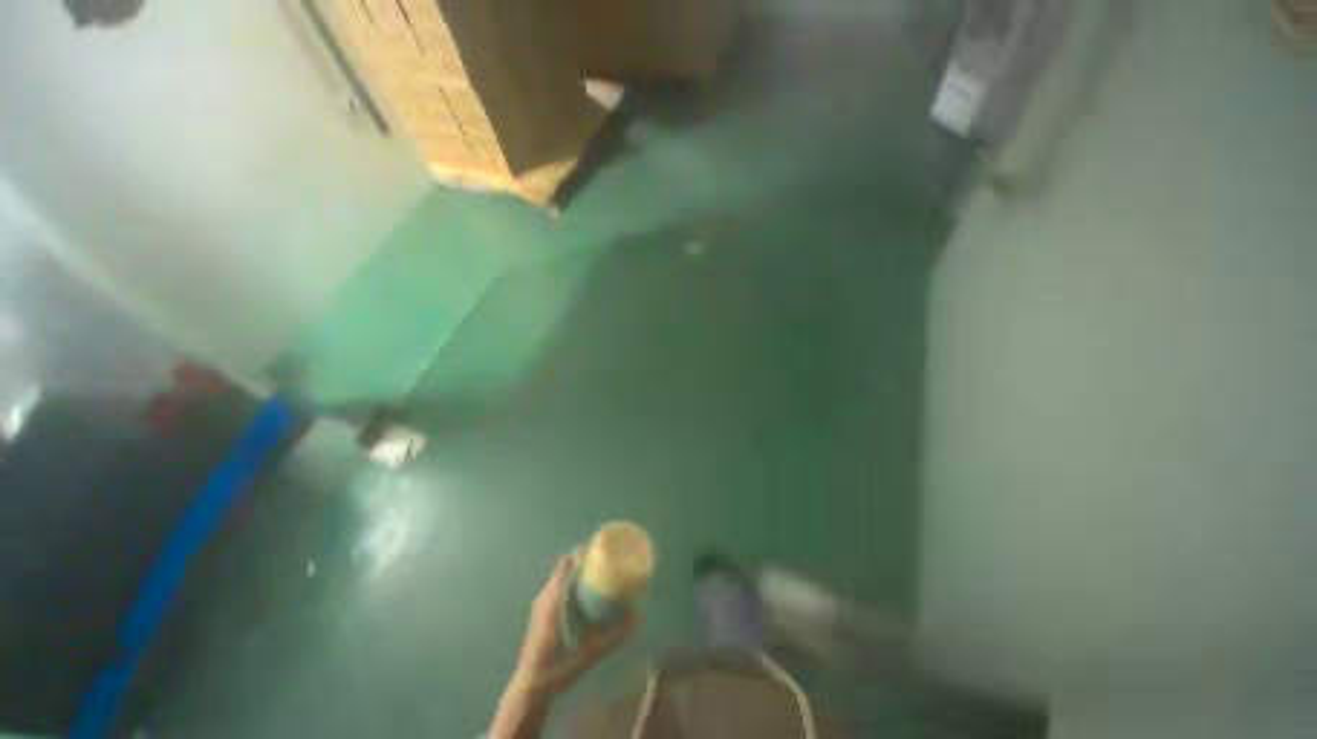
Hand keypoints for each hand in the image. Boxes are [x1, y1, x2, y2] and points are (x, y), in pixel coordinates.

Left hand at [489, 557, 637, 738]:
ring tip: (596, 575)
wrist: (530, 687)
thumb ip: (614, 635)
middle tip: (604, 562)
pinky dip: (569, 582)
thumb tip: (638, 616)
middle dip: (583, 559)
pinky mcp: (539, 612)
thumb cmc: (559, 666)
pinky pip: (555, 586)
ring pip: (559, 576)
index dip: (582, 552)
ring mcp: (540, 603)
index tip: (600, 549)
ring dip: (575, 571)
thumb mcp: (591, 652)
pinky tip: (582, 595)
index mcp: (554, 599)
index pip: (566, 563)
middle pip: (564, 566)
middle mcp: (545, 595)